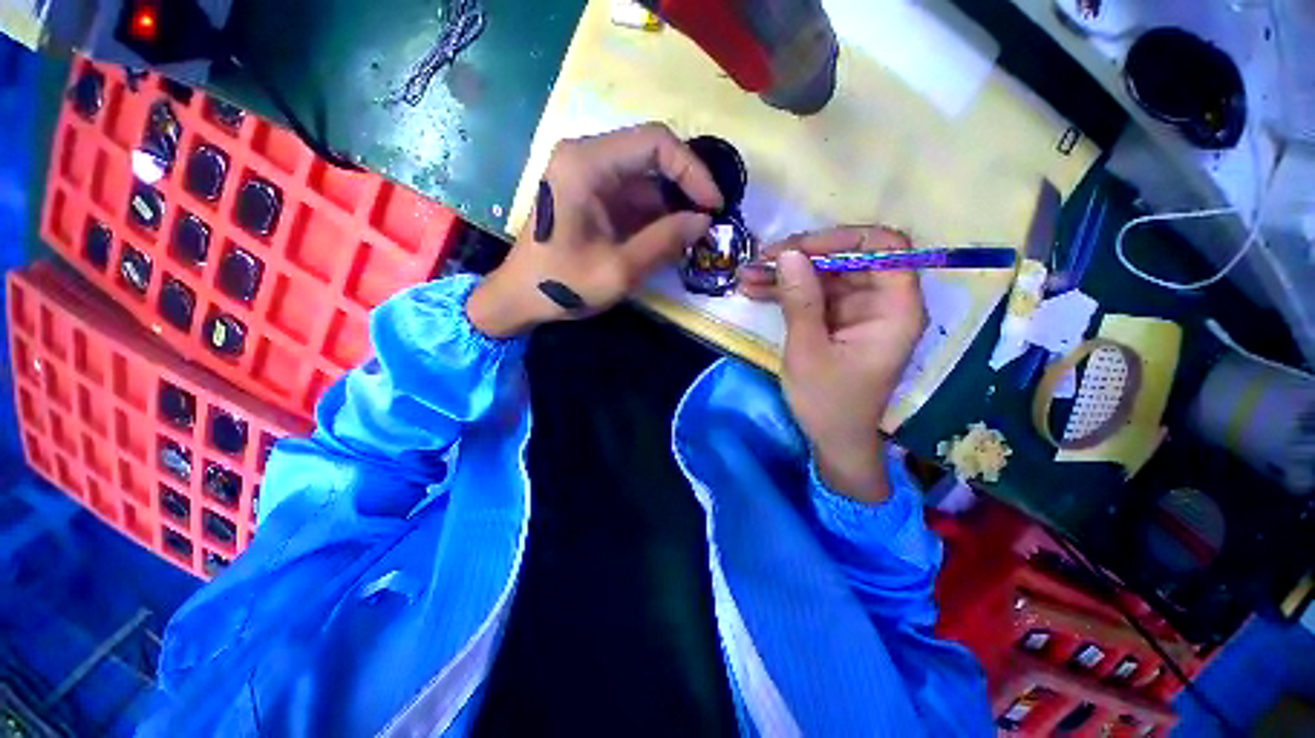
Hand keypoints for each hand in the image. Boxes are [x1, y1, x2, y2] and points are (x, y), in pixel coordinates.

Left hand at [467, 123, 722, 337]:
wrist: (521, 297)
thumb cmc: (563, 284)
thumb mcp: (620, 269)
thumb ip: (665, 241)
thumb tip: (705, 221)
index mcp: (586, 164)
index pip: (654, 142)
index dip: (692, 170)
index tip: (713, 205)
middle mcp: (587, 158)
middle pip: (652, 155)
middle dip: (686, 187)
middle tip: (709, 220)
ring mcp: (590, 176)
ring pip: (647, 178)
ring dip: (673, 205)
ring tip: (695, 234)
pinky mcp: (593, 196)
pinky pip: (635, 196)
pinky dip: (657, 215)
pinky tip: (672, 237)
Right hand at [738, 227, 926, 502]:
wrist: (832, 439)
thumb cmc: (827, 402)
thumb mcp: (808, 351)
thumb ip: (801, 301)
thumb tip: (788, 254)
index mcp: (894, 310)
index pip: (884, 248)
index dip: (842, 239)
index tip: (798, 249)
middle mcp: (881, 303)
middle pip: (847, 259)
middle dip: (802, 257)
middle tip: (761, 260)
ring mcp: (857, 311)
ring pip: (824, 275)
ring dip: (785, 274)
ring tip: (746, 275)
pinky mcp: (837, 320)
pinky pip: (813, 294)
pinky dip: (785, 291)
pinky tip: (753, 289)